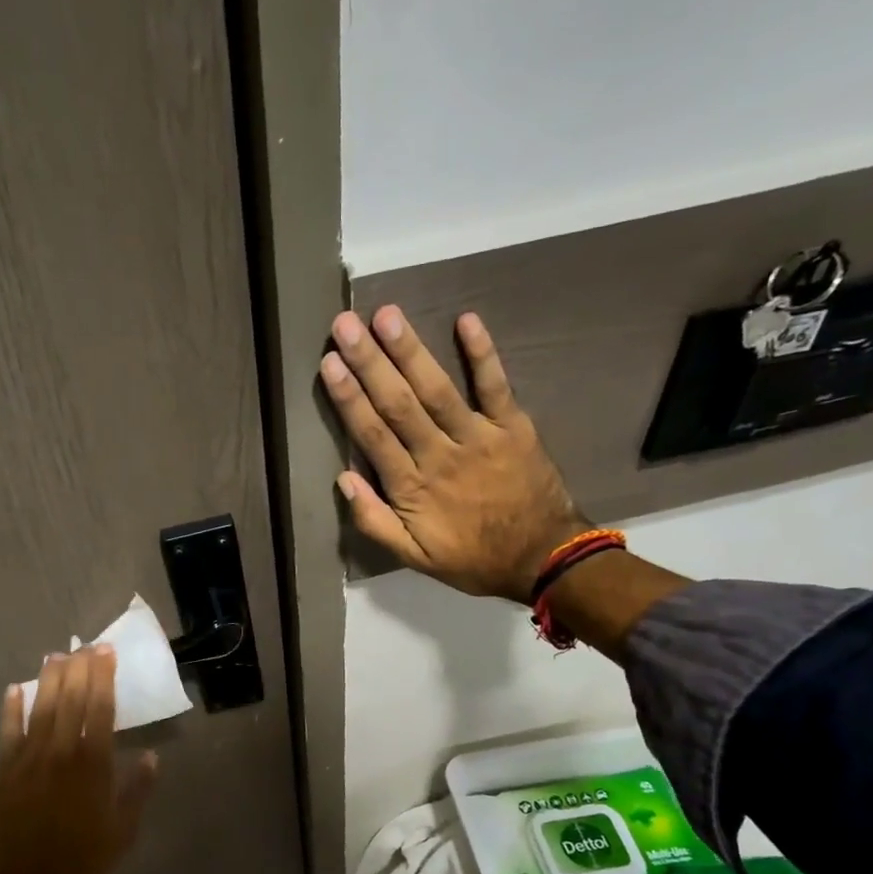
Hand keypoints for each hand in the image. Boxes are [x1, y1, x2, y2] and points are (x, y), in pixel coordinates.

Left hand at [0, 645, 159, 873]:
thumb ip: (137, 789)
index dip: (103, 677)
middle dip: (78, 669)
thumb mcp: (124, 830)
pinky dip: (10, 711)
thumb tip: (149, 755)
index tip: (106, 652)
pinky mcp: (3, 776)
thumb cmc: (87, 864)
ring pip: (39, 711)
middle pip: (69, 701)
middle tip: (84, 645)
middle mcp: (60, 755)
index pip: (100, 708)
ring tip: (55, 656)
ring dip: (47, 681)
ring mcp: (27, 763)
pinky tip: (13, 690)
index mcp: (93, 766)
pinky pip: (7, 735)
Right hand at [321, 307, 587, 601]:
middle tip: (346, 324)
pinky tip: (465, 320)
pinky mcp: (514, 427)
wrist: (542, 558)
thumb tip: (343, 480)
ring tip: (387, 315)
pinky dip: (482, 354)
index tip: (329, 364)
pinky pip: (496, 386)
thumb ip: (375, 522)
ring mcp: (479, 437)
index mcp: (413, 488)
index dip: (350, 398)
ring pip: (438, 389)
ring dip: (411, 351)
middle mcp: (441, 455)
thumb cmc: (472, 558)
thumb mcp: (414, 557)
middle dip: (370, 362)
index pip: (373, 435)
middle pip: (399, 404)